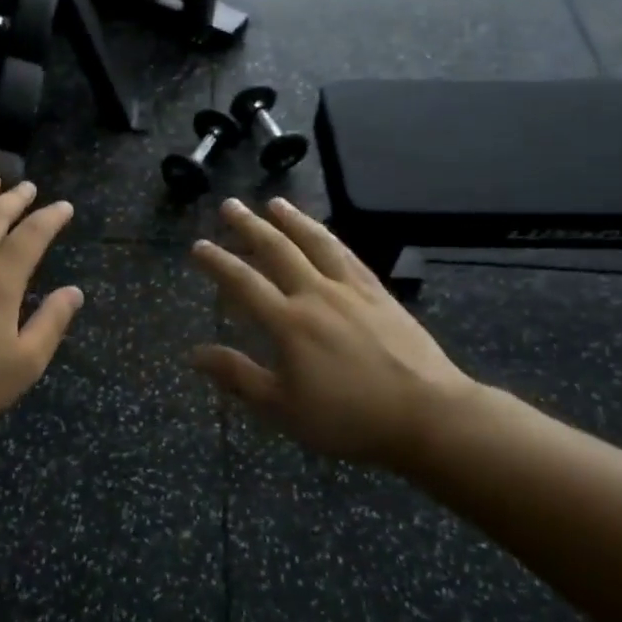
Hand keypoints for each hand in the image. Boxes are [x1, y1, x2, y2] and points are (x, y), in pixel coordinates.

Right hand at [189, 198, 475, 468]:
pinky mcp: (379, 294)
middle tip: (229, 205)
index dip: (218, 262)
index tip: (198, 245)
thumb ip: (238, 376)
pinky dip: (330, 238)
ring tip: (274, 202)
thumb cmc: (348, 419)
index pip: (243, 283)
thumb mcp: (283, 408)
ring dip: (292, 220)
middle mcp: (316, 295)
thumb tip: (194, 353)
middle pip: (277, 250)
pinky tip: (324, 233)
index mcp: (288, 323)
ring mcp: (351, 290)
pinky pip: (348, 255)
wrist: (427, 415)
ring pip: (315, 243)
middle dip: (249, 226)